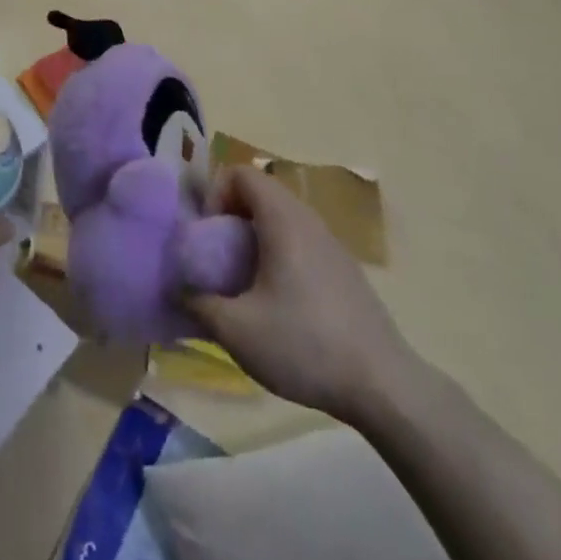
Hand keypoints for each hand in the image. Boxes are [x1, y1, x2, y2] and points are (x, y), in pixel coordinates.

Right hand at [184, 165, 412, 421]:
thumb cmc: (304, 345)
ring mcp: (331, 244)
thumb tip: (177, 290)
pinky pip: (300, 242)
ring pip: (281, 219)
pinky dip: (279, 256)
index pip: (241, 173)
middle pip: (260, 194)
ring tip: (243, 283)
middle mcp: (308, 220)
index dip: (215, 194)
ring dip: (254, 239)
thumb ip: (197, 303)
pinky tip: (278, 305)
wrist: (383, 386)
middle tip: (217, 259)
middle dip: (230, 218)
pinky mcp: (344, 270)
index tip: (207, 236)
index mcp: (283, 219)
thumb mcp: (236, 330)